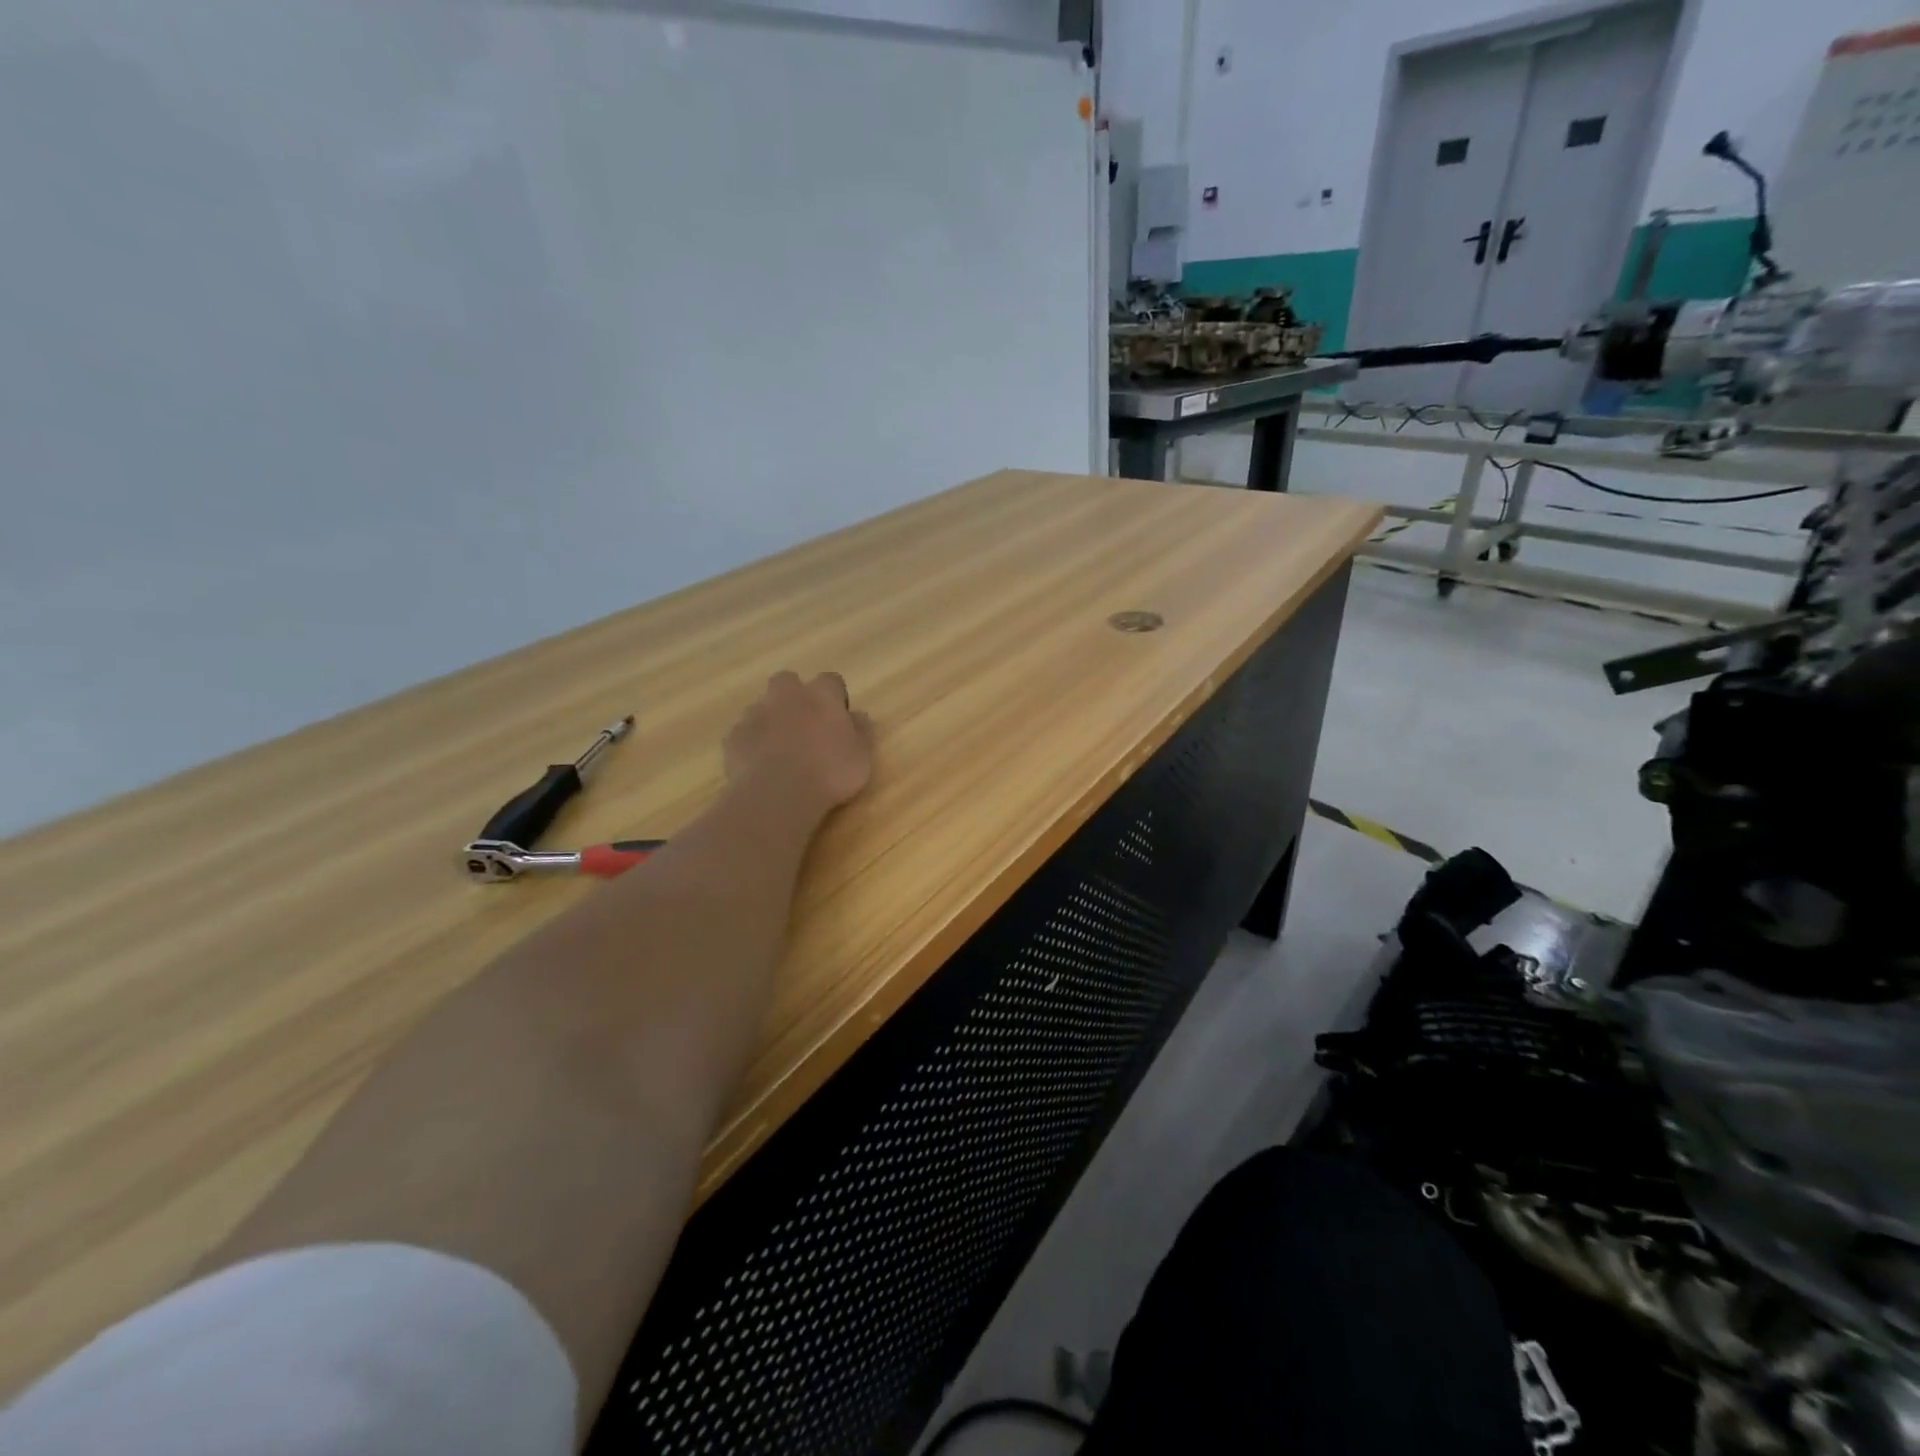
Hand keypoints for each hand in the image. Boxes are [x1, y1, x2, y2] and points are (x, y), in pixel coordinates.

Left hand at [724, 672, 874, 813]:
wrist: (777, 794)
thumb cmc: (829, 772)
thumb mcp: (861, 756)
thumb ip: (861, 731)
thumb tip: (859, 716)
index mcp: (821, 694)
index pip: (831, 681)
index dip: (835, 697)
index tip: (838, 718)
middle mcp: (786, 694)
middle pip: (789, 682)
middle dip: (795, 697)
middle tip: (805, 725)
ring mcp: (755, 713)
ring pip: (763, 706)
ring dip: (772, 720)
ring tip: (781, 749)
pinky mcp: (734, 736)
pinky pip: (744, 732)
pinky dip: (752, 742)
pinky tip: (760, 764)